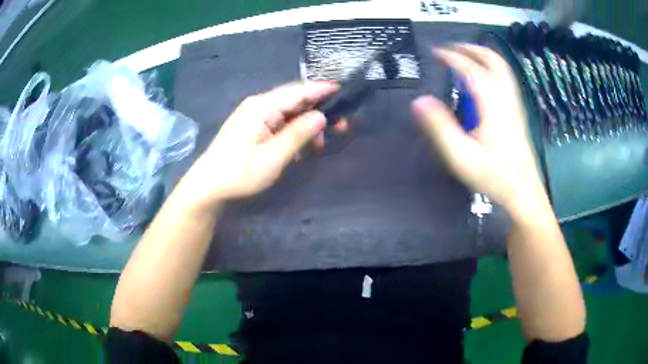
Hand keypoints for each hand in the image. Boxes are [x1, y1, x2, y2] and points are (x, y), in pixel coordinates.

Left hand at [186, 81, 342, 202]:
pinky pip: (279, 122)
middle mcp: (259, 104)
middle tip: (341, 125)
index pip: (298, 91)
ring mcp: (254, 115)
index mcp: (262, 106)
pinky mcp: (252, 126)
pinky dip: (293, 132)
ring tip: (318, 145)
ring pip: (288, 112)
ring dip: (306, 125)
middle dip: (318, 110)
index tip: (343, 89)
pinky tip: (300, 147)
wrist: (208, 185)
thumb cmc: (239, 173)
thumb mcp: (273, 157)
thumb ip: (298, 134)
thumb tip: (321, 116)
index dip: (322, 89)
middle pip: (295, 100)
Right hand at [412, 44, 545, 210]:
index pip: (471, 69)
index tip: (435, 53)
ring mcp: (514, 104)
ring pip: (503, 68)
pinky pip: (506, 79)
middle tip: (452, 49)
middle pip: (493, 60)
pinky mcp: (517, 112)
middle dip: (471, 49)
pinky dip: (492, 69)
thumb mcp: (461, 156)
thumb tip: (419, 101)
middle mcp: (506, 98)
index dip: (452, 57)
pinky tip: (483, 79)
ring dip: (483, 56)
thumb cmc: (494, 175)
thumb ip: (440, 127)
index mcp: (492, 104)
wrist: (523, 191)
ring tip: (465, 57)